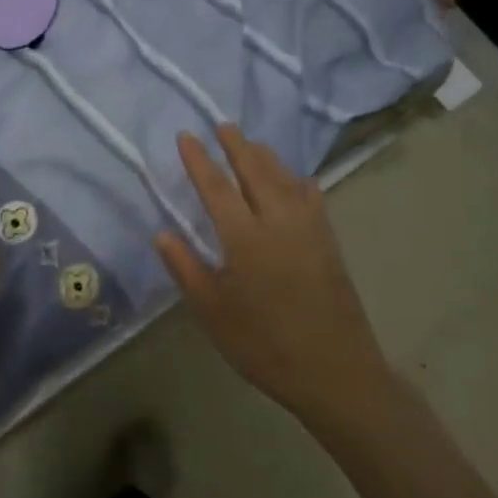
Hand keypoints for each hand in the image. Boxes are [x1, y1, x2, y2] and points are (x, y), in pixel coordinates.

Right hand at [155, 125, 388, 420]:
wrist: (336, 372)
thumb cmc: (264, 345)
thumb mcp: (212, 312)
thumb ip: (185, 268)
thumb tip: (162, 233)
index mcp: (245, 238)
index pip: (216, 186)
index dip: (199, 160)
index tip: (186, 136)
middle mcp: (279, 222)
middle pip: (255, 171)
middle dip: (236, 145)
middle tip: (222, 125)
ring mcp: (309, 229)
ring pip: (285, 178)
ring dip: (266, 156)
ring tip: (252, 143)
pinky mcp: (328, 242)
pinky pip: (311, 196)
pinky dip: (297, 180)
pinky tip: (296, 180)